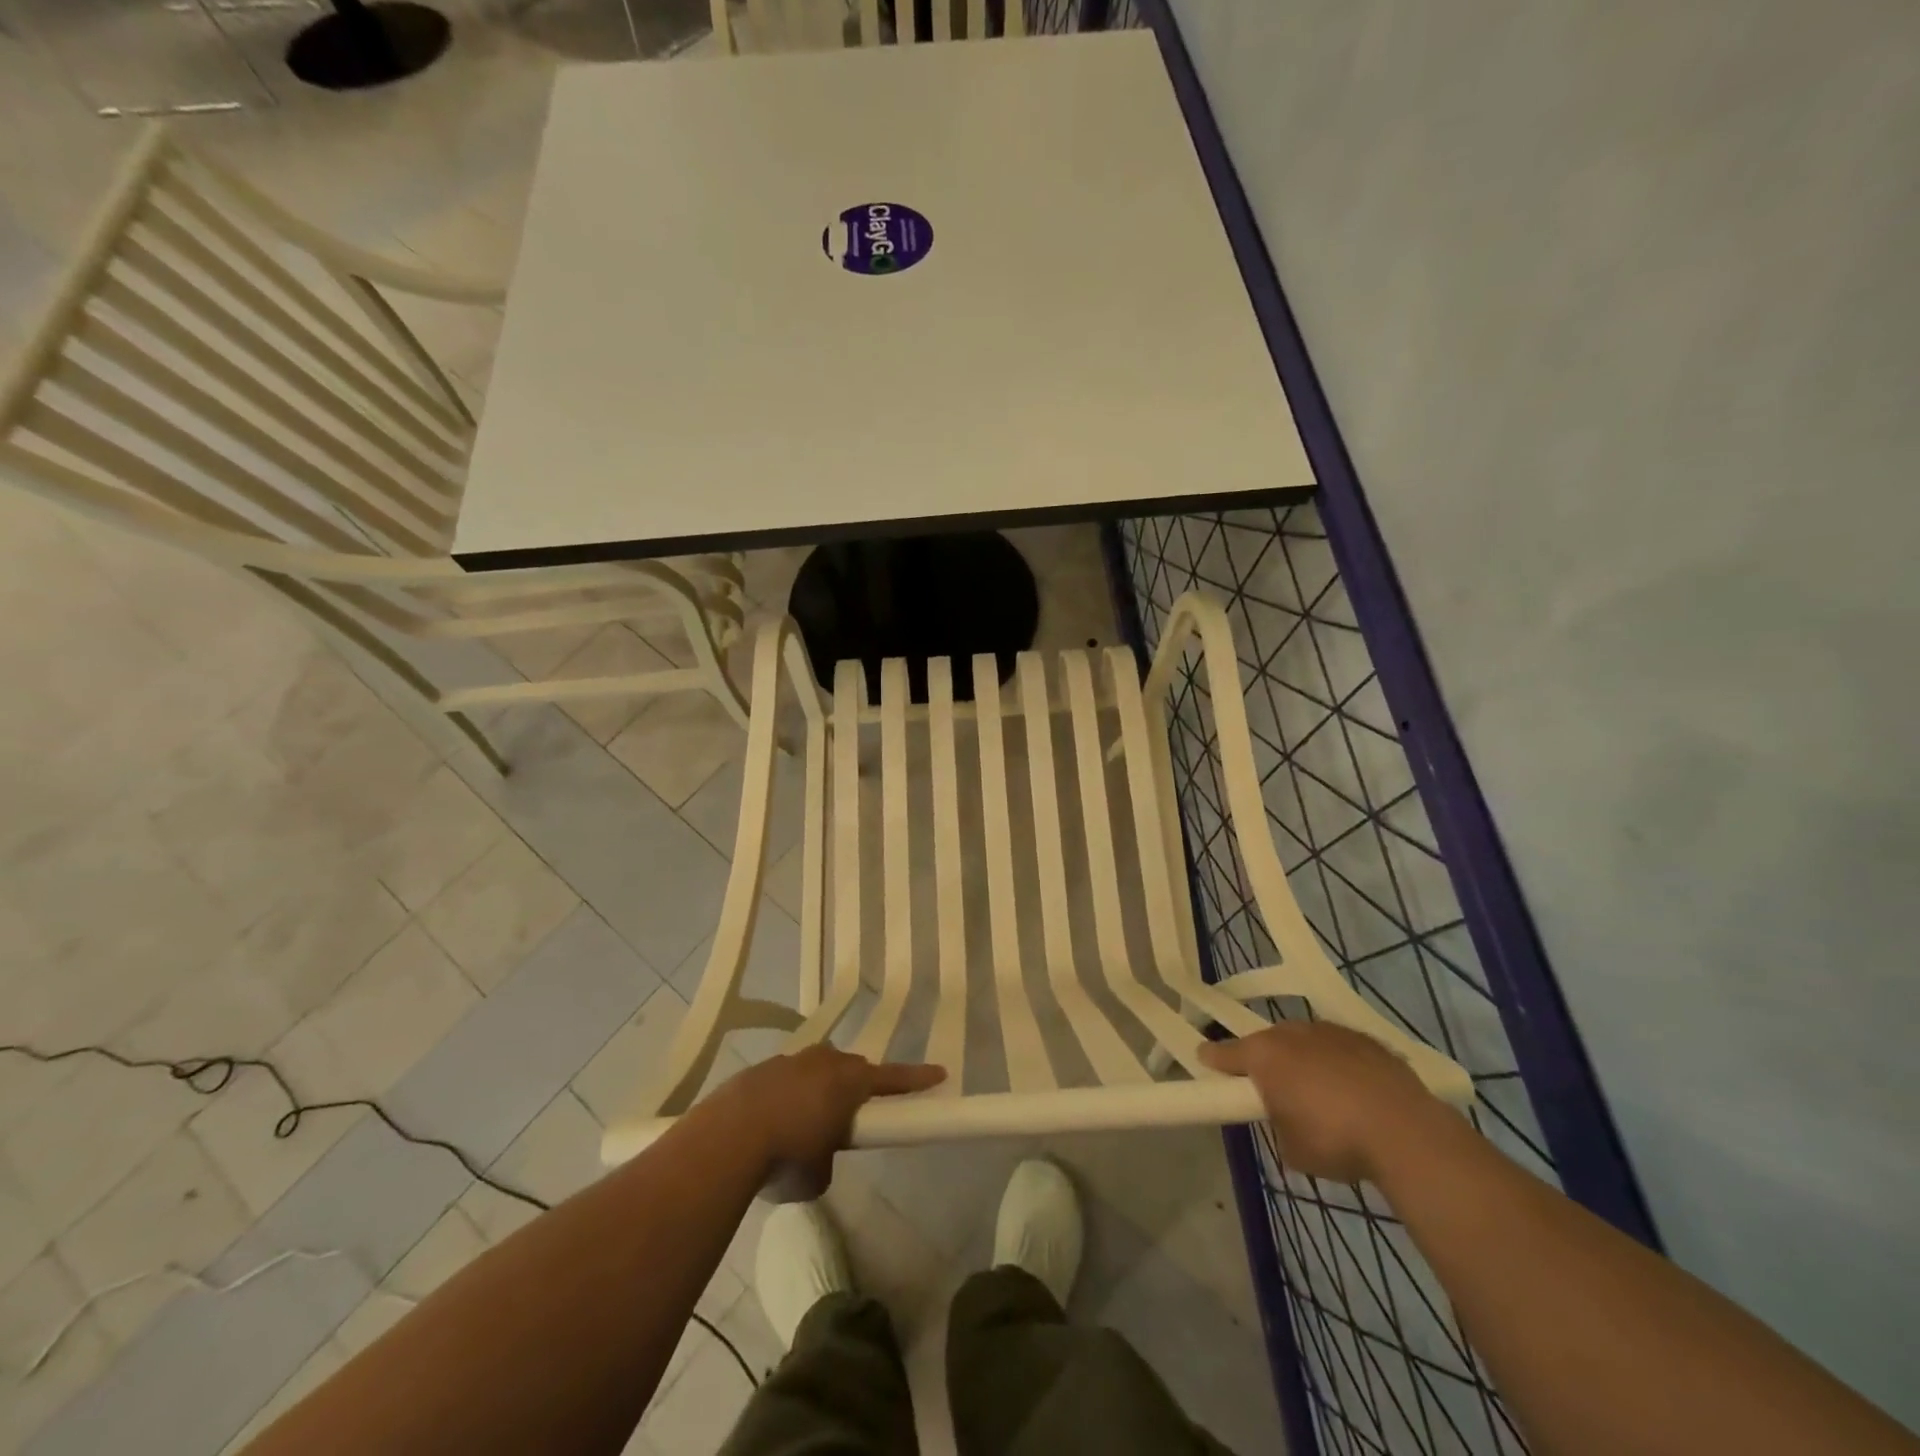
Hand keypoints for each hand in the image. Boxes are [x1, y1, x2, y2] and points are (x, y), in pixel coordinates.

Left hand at [714, 1046, 944, 1201]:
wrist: (728, 1136)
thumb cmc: (787, 1155)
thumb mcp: (819, 1175)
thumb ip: (827, 1158)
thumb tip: (816, 1154)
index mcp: (849, 1082)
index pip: (893, 1079)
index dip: (917, 1079)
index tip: (939, 1073)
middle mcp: (824, 1062)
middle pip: (850, 1069)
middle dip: (854, 1087)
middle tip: (850, 1115)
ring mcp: (790, 1061)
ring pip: (815, 1069)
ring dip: (816, 1090)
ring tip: (803, 1124)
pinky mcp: (760, 1070)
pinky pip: (785, 1079)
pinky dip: (785, 1097)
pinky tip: (770, 1124)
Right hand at [1200, 1023, 1450, 1185]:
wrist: (1405, 1131)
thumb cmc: (1335, 1140)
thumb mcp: (1291, 1148)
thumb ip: (1278, 1125)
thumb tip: (1287, 1119)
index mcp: (1264, 1055)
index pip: (1225, 1053)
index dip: (1214, 1060)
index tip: (1204, 1060)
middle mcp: (1292, 1033)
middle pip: (1268, 1044)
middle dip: (1268, 1062)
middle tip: (1274, 1089)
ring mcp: (1331, 1032)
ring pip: (1306, 1042)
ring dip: (1306, 1061)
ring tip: (1321, 1093)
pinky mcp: (1367, 1040)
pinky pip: (1340, 1048)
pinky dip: (1340, 1064)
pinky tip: (1354, 1091)